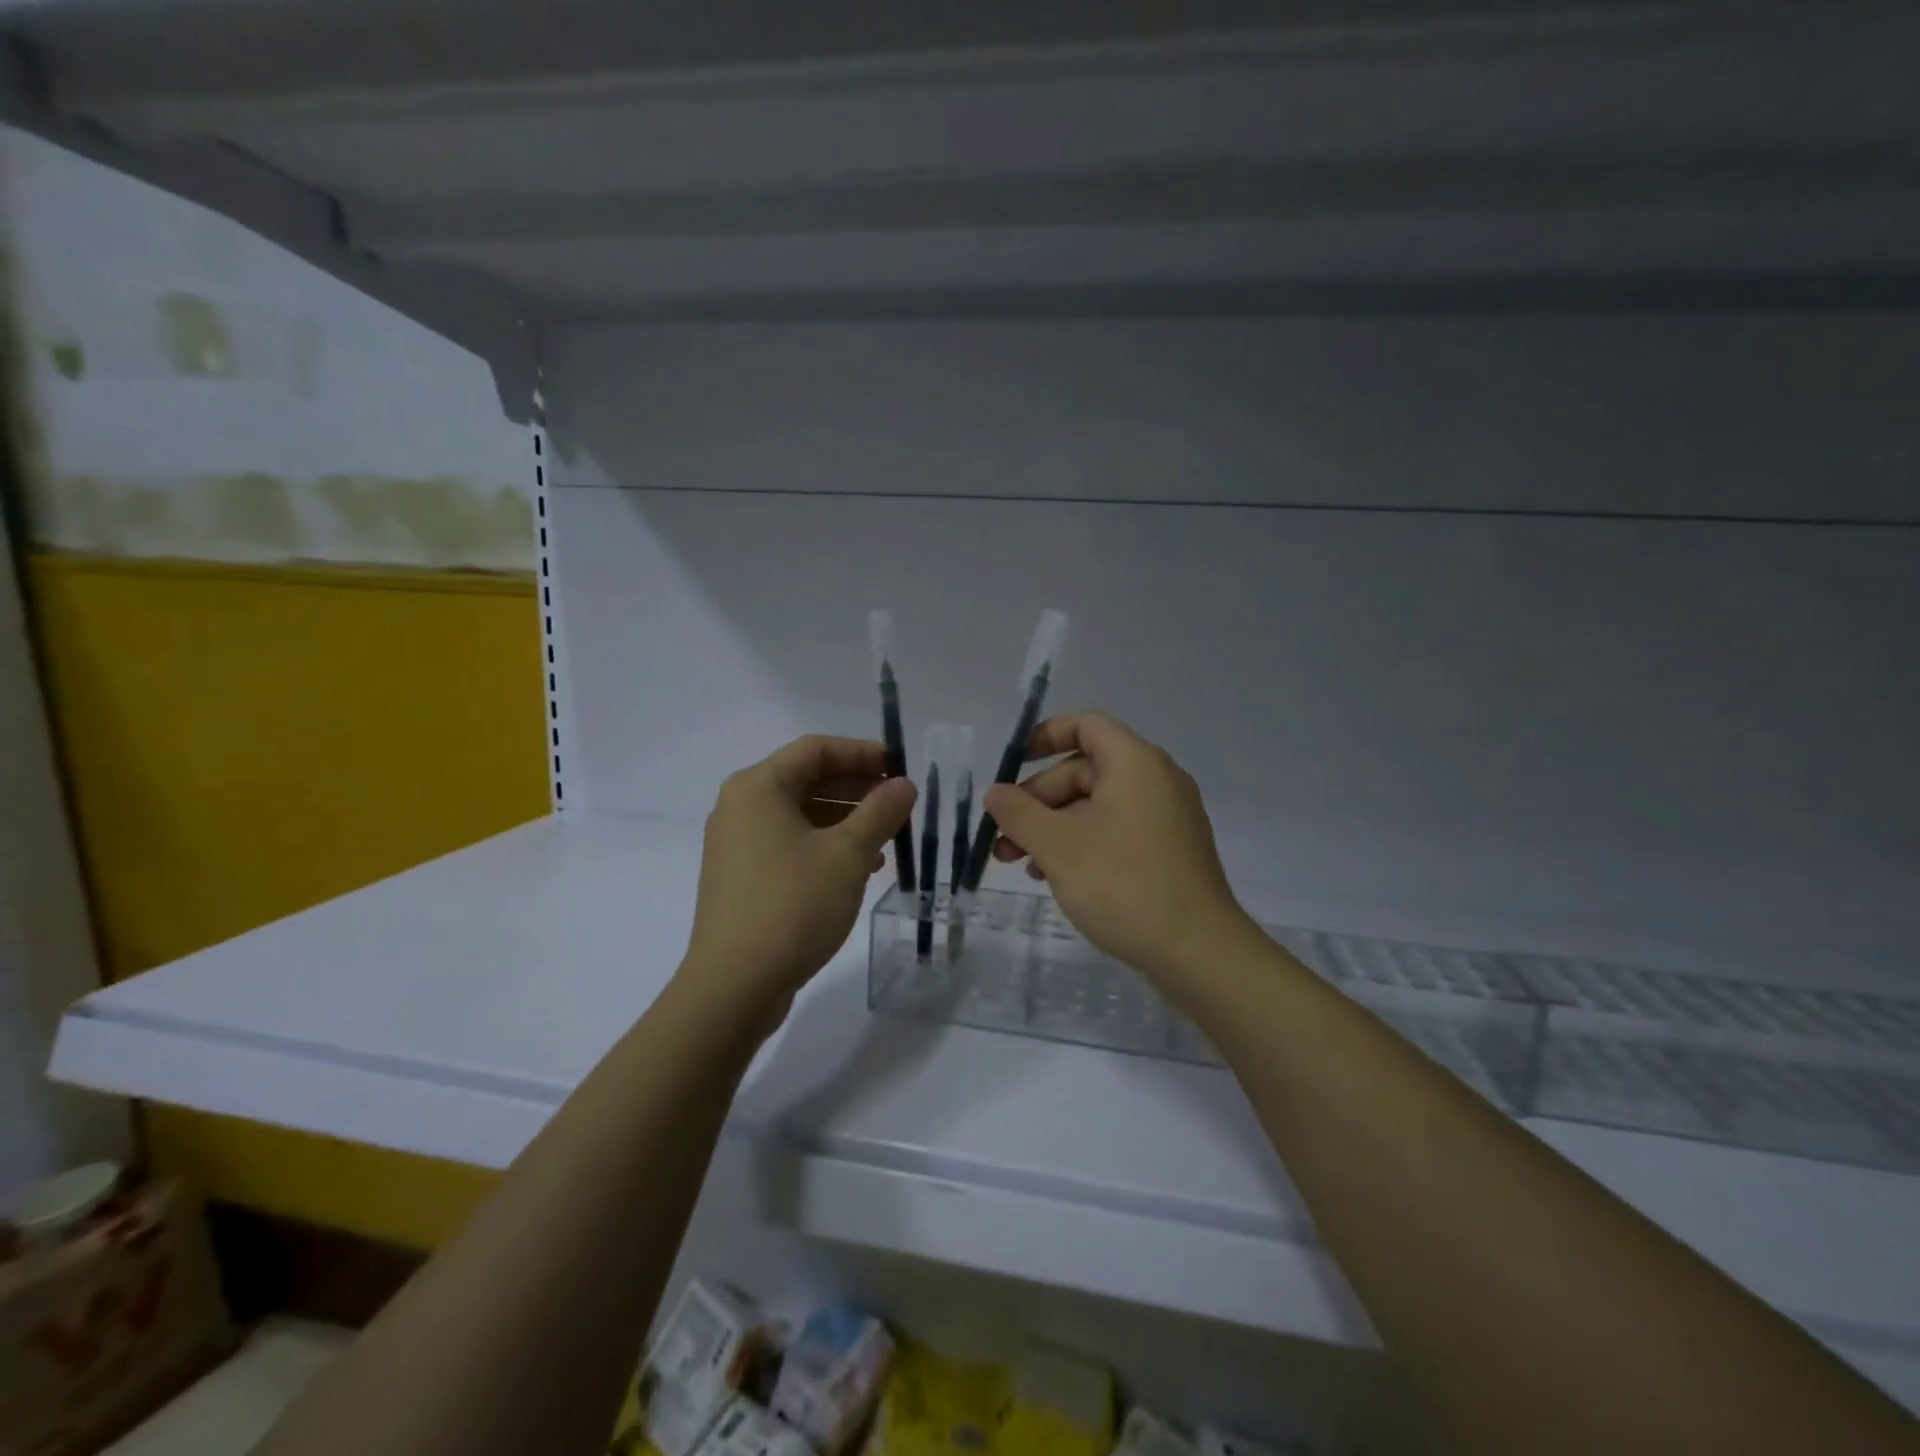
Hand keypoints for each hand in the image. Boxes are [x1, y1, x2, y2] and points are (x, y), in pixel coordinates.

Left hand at [682, 736, 915, 1010]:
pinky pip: (790, 843)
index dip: (862, 753)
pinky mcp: (742, 876)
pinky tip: (859, 868)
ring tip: (886, 839)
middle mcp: (741, 806)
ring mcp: (737, 843)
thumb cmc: (793, 906)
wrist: (734, 985)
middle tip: (899, 802)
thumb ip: (880, 812)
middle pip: (807, 779)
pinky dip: (825, 845)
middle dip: (857, 787)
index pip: (816, 749)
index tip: (900, 767)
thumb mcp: (847, 854)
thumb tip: (904, 784)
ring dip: (845, 819)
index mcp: (759, 787)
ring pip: (801, 814)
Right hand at [985, 713, 1254, 982]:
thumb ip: (1019, 813)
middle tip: (1002, 836)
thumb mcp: (1059, 846)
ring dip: (1052, 827)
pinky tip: (1053, 876)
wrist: (1198, 953)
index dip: (1045, 736)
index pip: (1086, 725)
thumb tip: (995, 793)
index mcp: (1136, 764)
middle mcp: (1155, 781)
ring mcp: (1164, 819)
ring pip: (1094, 806)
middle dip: (1037, 799)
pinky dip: (1080, 843)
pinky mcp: (1166, 852)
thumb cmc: (1124, 885)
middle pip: (1084, 771)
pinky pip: (1113, 831)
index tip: (1012, 764)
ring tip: (1017, 862)